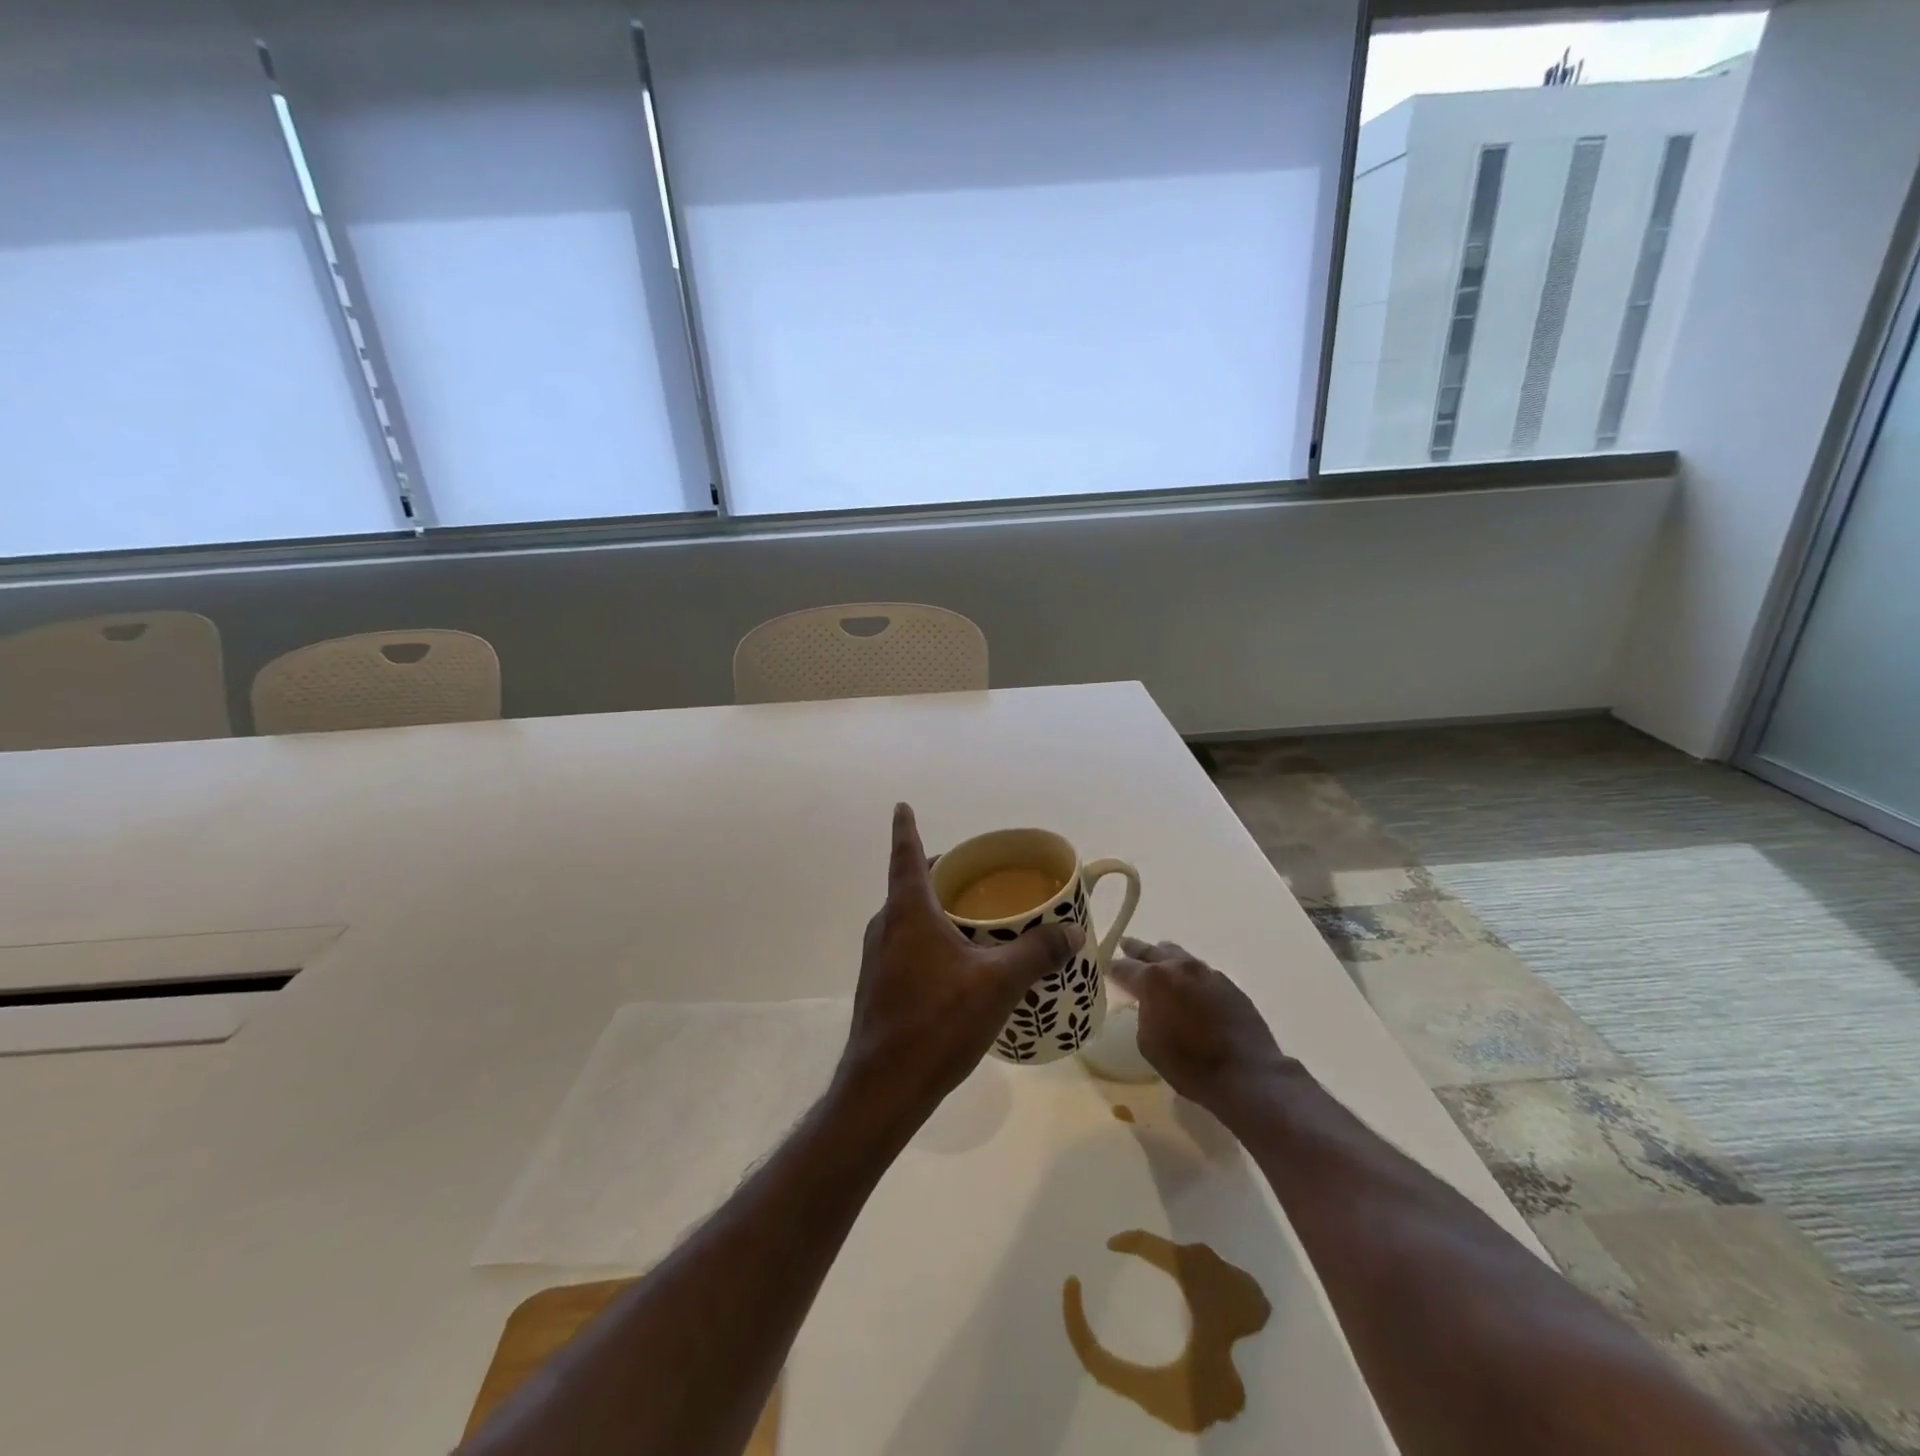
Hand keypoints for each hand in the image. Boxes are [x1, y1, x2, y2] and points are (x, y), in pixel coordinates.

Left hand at [837, 804, 1083, 1128]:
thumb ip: (1037, 953)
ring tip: (973, 914)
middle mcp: (886, 926)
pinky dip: (930, 936)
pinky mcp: (879, 985)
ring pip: (908, 917)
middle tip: (974, 870)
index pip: (906, 855)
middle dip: (939, 872)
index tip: (901, 806)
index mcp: (908, 912)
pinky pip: (906, 944)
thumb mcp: (997, 984)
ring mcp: (877, 958)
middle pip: (910, 885)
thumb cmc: (937, 1021)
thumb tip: (1072, 931)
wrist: (884, 1087)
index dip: (905, 828)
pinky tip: (957, 962)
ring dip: (935, 908)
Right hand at [1110, 938, 1293, 1118]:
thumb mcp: (1149, 1044)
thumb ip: (1143, 1014)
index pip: (1124, 967)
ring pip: (1179, 955)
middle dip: (1136, 950)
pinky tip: (1188, 984)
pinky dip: (1188, 974)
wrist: (1247, 1073)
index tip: (1105, 967)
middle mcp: (1179, 967)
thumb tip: (1148, 1004)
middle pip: (1152, 951)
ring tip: (1157, 959)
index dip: (1112, 968)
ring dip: (1165, 957)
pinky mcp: (1228, 984)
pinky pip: (1200, 971)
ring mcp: (1207, 973)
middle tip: (1125, 945)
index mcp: (1154, 980)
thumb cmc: (1190, 1064)